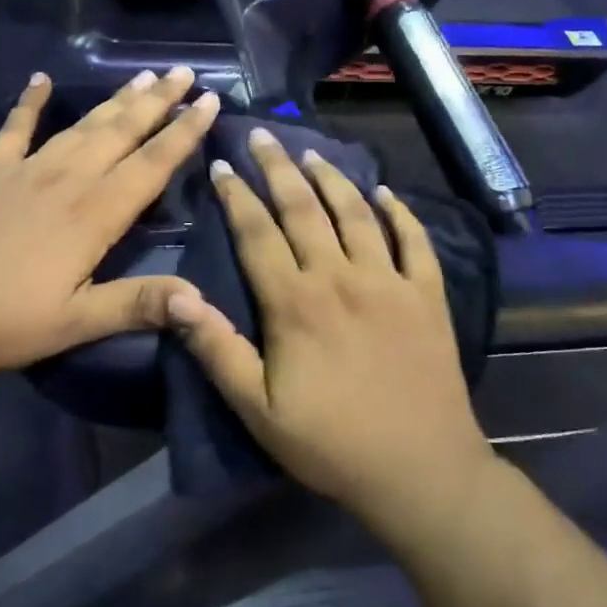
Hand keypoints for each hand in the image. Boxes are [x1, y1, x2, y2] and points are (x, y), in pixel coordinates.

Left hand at [0, 66, 217, 371]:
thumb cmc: (0, 319)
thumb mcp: (74, 323)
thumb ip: (137, 305)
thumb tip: (201, 301)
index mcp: (94, 214)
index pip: (152, 164)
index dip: (185, 133)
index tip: (210, 102)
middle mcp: (67, 179)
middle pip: (122, 131)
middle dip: (158, 101)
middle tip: (185, 72)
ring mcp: (25, 169)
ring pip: (82, 125)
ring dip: (116, 100)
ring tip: (143, 76)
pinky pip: (14, 128)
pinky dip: (29, 102)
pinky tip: (40, 80)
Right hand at [168, 130, 495, 533]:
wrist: (420, 471)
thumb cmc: (330, 443)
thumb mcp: (257, 409)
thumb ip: (217, 350)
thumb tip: (178, 298)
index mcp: (296, 302)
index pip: (258, 232)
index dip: (237, 196)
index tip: (222, 164)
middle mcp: (342, 277)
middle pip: (305, 209)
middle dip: (278, 168)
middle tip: (262, 136)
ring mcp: (390, 282)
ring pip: (357, 214)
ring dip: (332, 179)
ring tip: (311, 153)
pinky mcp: (428, 296)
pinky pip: (415, 241)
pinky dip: (401, 213)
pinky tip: (386, 193)